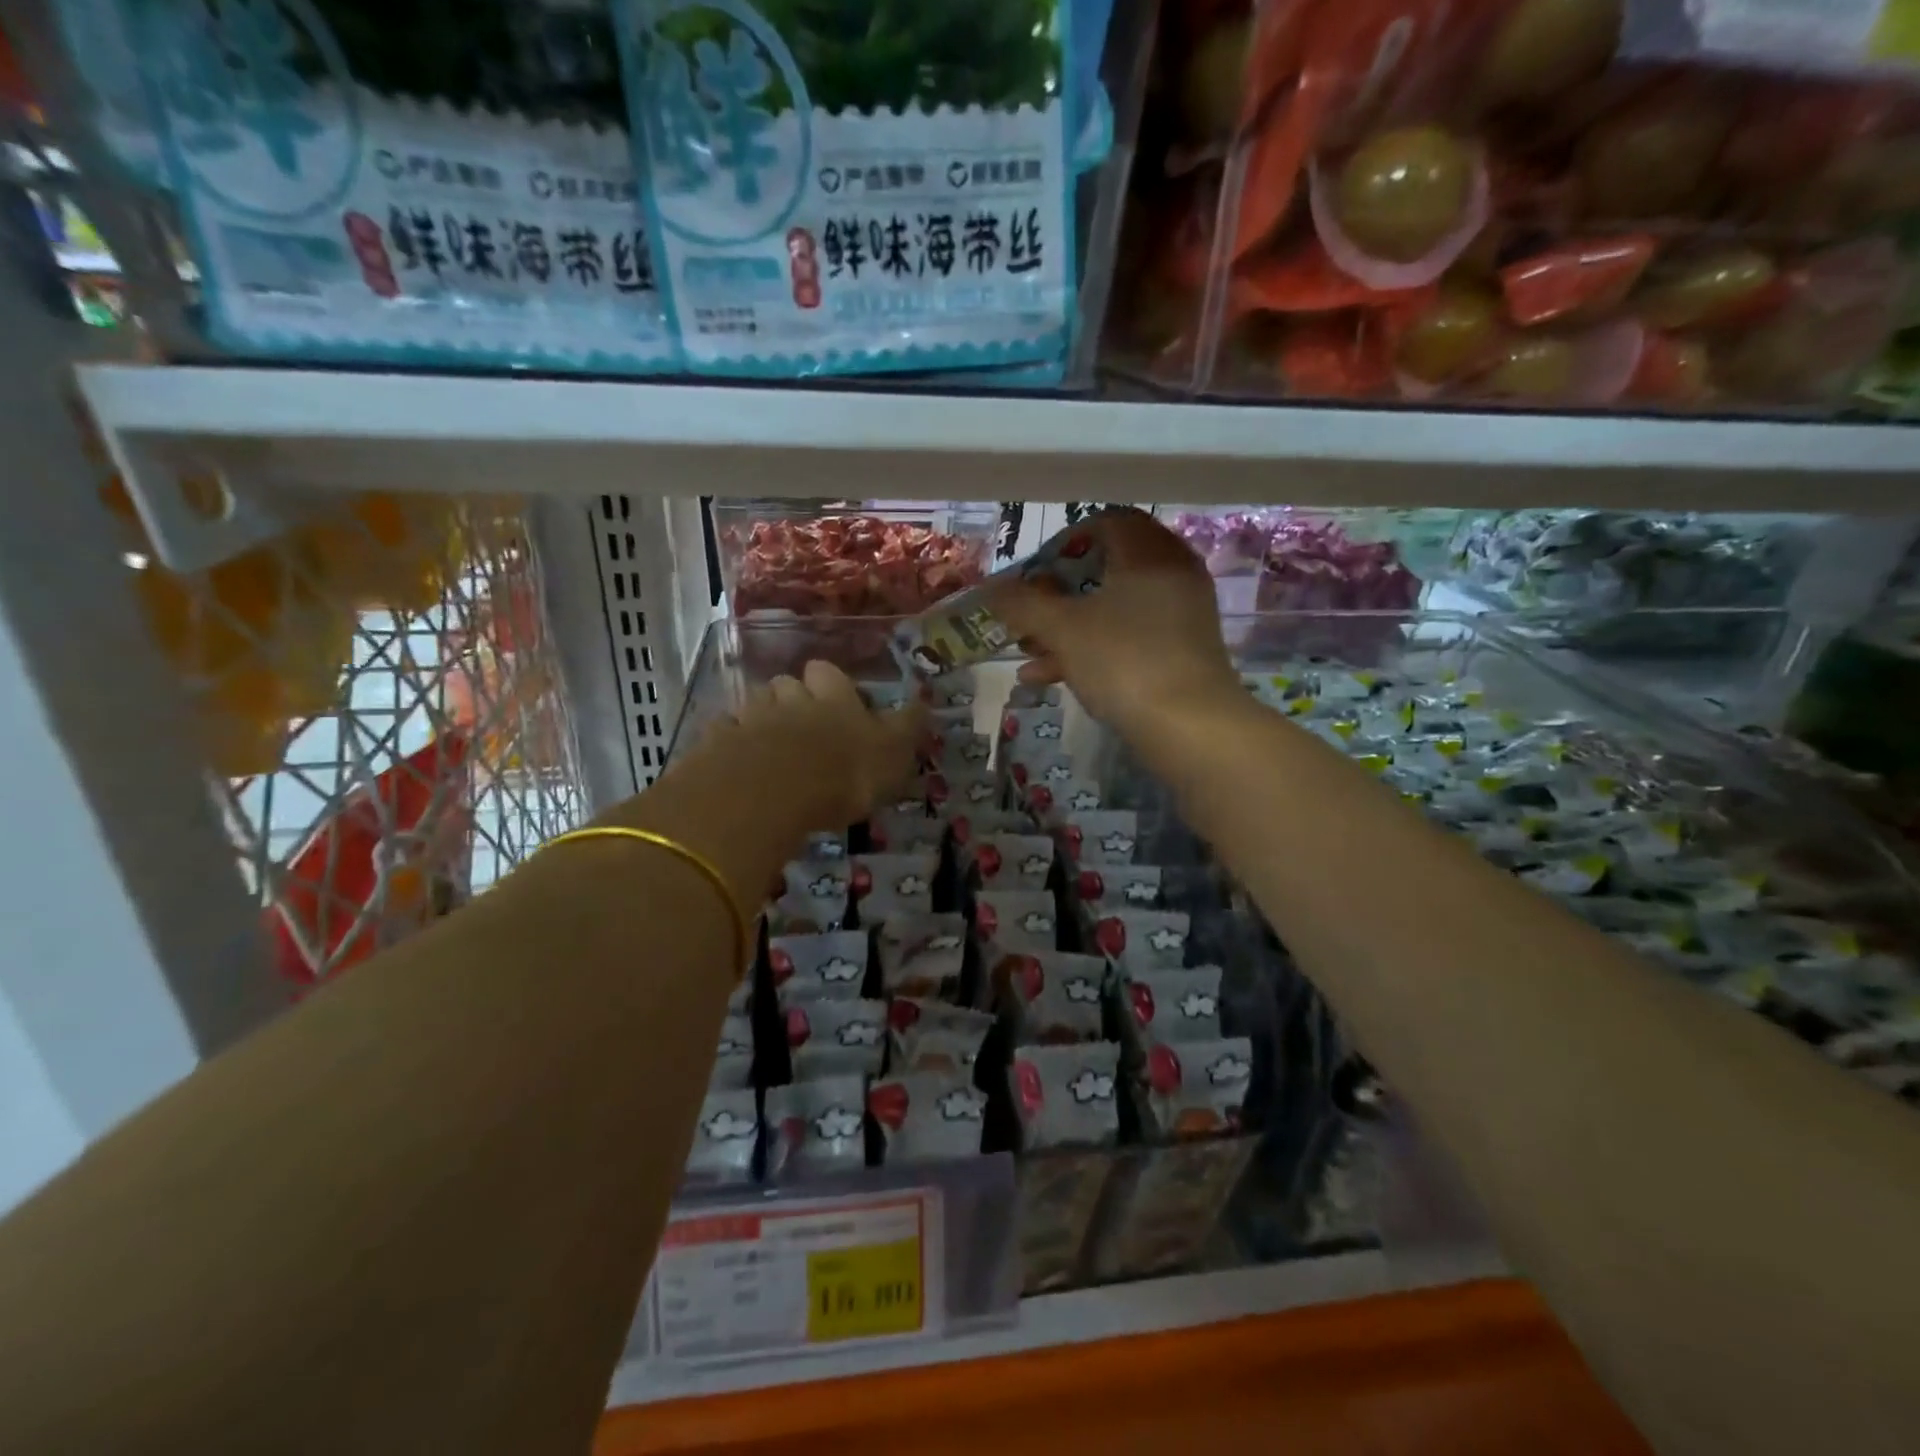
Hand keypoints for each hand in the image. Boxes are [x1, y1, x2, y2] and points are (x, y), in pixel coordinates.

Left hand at [726, 659, 925, 827]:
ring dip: (760, 718)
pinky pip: (724, 733)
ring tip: (768, 745)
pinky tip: (736, 761)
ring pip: (754, 704)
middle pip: (786, 684)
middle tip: (800, 725)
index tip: (833, 699)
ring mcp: (751, 716)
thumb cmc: (845, 771)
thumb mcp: (893, 752)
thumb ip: (907, 727)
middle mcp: (791, 698)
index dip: (828, 682)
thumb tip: (924, 702)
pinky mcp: (719, 741)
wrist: (773, 791)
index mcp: (833, 697)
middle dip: (791, 698)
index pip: (827, 672)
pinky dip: (730, 743)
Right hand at [993, 509, 1241, 737]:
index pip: (1106, 523)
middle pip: (1105, 570)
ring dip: (1066, 626)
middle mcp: (1170, 575)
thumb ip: (1023, 604)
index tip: (1034, 571)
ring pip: (1112, 609)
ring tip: (1026, 650)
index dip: (1063, 543)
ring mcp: (1179, 616)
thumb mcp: (1063, 629)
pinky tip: (1047, 677)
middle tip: (1026, 612)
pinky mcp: (1179, 653)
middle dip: (1057, 593)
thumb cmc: (1124, 660)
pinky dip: (1091, 649)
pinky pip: (1128, 638)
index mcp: (1148, 553)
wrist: (1191, 727)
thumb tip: (990, 589)